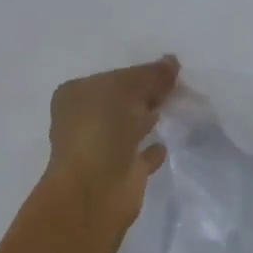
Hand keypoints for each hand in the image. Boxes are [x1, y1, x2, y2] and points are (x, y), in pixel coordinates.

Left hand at [44, 55, 179, 226]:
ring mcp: (101, 149)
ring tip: (176, 108)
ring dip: (147, 119)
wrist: (95, 191)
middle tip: (177, 88)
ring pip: (130, 127)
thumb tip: (172, 61)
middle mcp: (84, 121)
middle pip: (120, 101)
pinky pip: (140, 155)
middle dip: (144, 94)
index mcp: (76, 95)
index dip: (138, 73)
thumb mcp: (126, 88)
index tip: (168, 72)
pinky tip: (167, 143)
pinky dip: (152, 149)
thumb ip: (151, 75)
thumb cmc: (101, 130)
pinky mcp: (119, 173)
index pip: (112, 77)